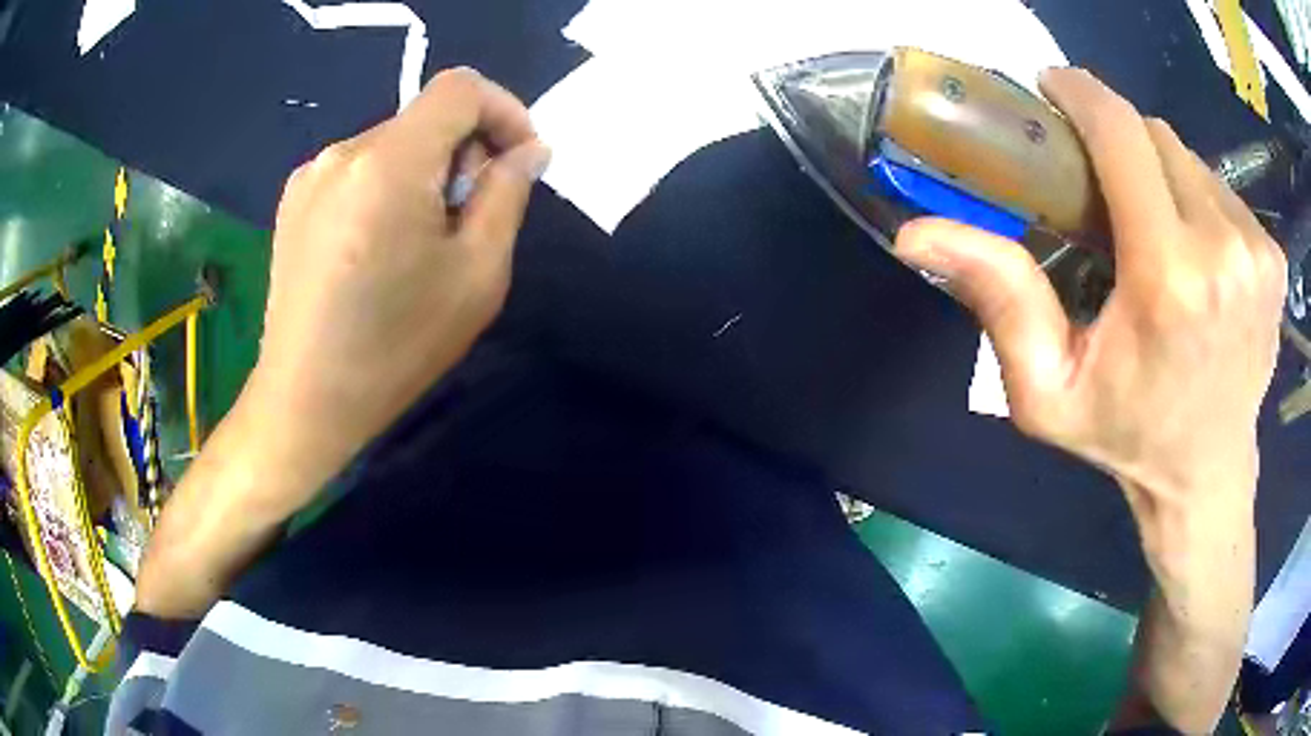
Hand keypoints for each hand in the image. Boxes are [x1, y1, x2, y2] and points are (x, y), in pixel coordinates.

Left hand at [135, 68, 546, 618]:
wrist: (305, 401)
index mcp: (389, 163)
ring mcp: (311, 175)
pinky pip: (359, 170)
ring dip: (424, 174)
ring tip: (420, 243)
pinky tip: (378, 249)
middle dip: (463, 154)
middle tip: (468, 220)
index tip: (517, 161)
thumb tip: (527, 151)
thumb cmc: (395, 347)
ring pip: (392, 145)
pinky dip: (386, 189)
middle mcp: (343, 151)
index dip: (503, 110)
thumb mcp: (476, 275)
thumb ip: (506, 195)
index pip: (460, 88)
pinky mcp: (293, 200)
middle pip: (425, 119)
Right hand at [894, 68, 1284, 517]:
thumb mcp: (1046, 390)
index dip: (1082, 94)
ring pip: (1191, 160)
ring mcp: (1257, 252)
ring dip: (1160, 172)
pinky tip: (1193, 249)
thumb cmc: (1127, 436)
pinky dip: (1198, 200)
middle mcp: (1224, 250)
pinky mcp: (1273, 259)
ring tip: (1149, 222)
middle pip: (1156, 136)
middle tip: (1100, 182)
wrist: (1207, 475)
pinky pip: (1223, 192)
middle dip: (1120, 140)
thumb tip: (917, 234)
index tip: (1055, 89)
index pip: (1122, 133)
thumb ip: (997, 301)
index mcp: (1168, 278)